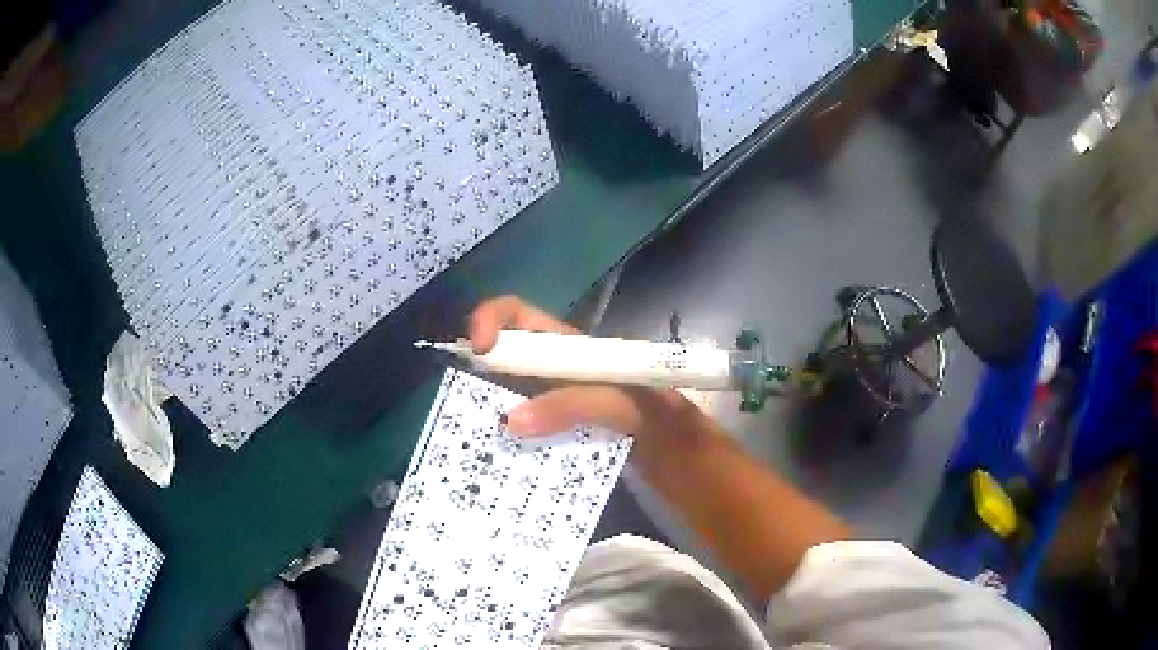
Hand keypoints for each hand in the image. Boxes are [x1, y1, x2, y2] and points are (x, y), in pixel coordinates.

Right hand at [468, 296, 700, 443]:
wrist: (684, 455)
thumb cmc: (660, 418)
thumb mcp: (624, 404)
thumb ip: (574, 404)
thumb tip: (509, 420)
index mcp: (573, 347)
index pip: (521, 316)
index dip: (492, 318)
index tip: (477, 348)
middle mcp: (557, 368)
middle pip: (506, 355)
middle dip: (477, 372)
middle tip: (463, 407)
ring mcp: (555, 401)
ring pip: (509, 394)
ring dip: (487, 409)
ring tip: (473, 435)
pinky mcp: (557, 430)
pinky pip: (523, 426)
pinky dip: (507, 436)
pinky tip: (498, 455)